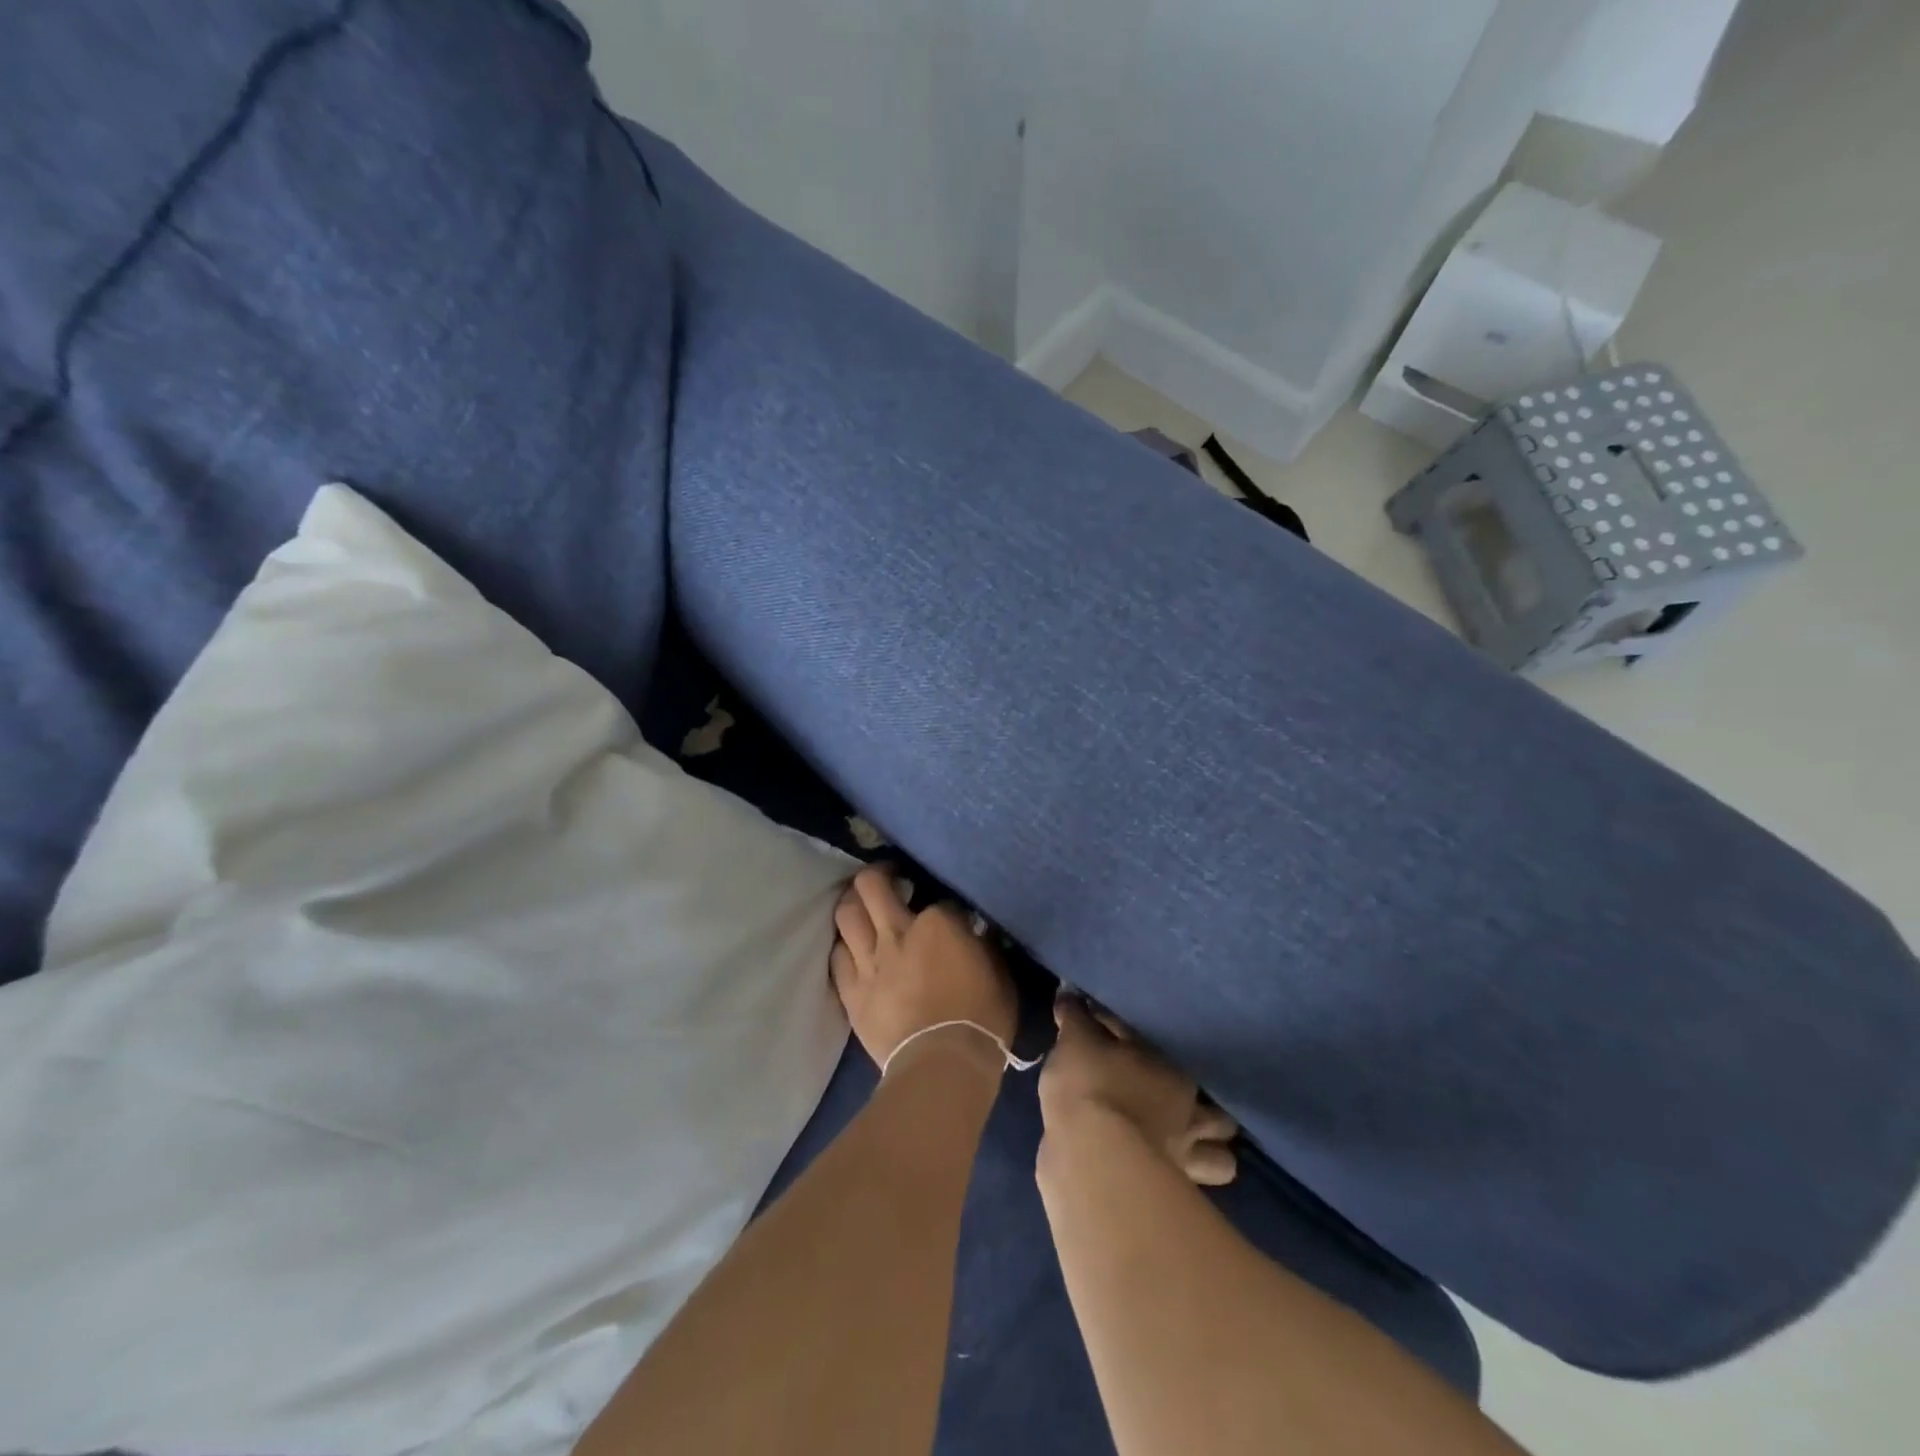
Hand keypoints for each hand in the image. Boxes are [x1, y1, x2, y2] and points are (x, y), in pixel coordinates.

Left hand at [831, 865, 1018, 1073]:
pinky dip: (844, 946)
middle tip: (889, 877)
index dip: (944, 904)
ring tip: (862, 905)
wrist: (942, 1067)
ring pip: (846, 913)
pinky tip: (852, 947)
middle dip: (879, 873)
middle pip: (872, 885)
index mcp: (938, 923)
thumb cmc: (982, 1020)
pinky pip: (837, 956)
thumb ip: (984, 946)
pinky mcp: (851, 991)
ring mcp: (869, 961)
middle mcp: (897, 932)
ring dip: (853, 903)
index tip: (950, 914)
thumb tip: (977, 931)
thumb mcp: (1000, 975)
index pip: (938, 899)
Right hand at [1040, 992, 1238, 1185]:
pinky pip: (1188, 1191)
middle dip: (1211, 1114)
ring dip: (1210, 1155)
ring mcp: (1185, 1161)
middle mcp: (1191, 1115)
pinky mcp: (1169, 1198)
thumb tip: (1069, 993)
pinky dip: (1181, 1183)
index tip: (1140, 1055)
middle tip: (1187, 1107)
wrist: (1087, 1155)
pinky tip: (1161, 1173)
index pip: (1176, 1057)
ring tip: (1187, 1147)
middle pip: (1222, 1117)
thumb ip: (1075, 1016)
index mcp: (1176, 1071)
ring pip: (1222, 1163)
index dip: (1161, 1056)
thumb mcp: (1075, 1039)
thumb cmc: (1091, 1084)